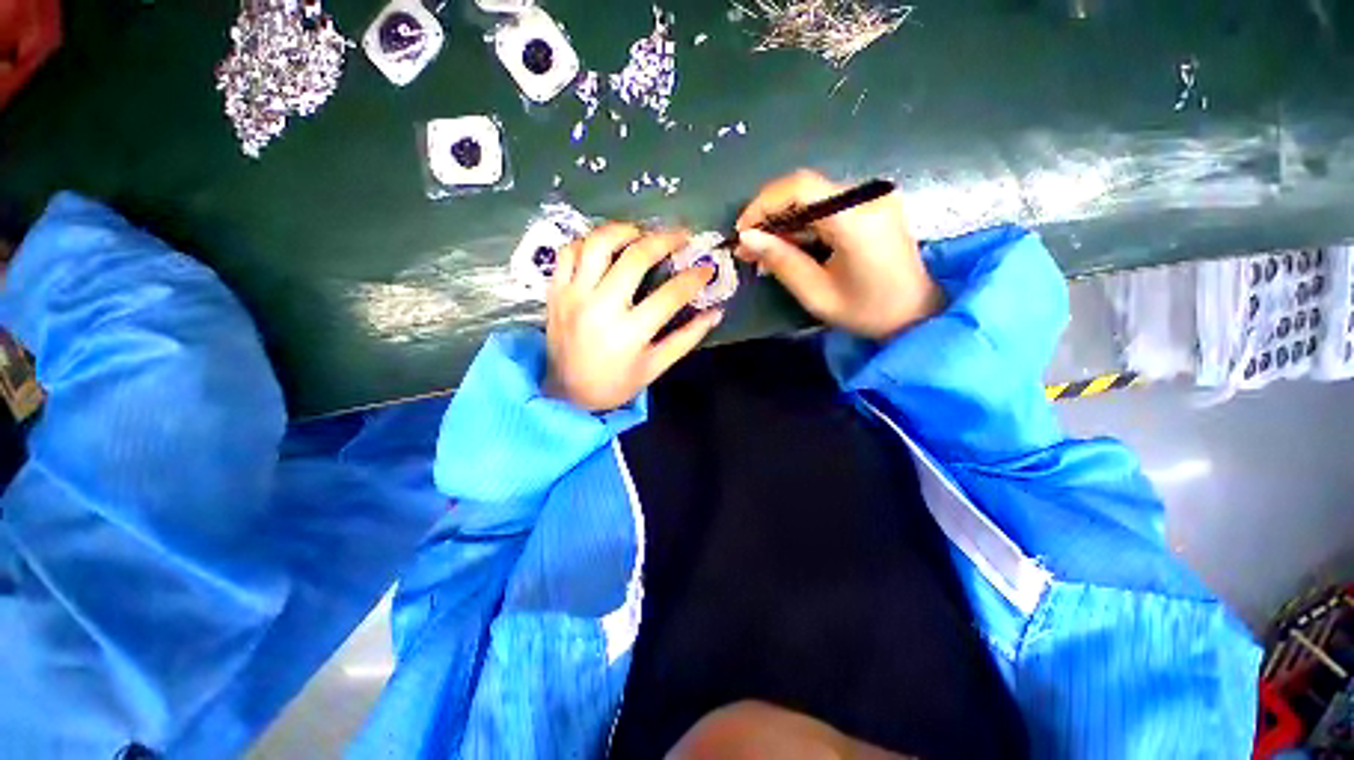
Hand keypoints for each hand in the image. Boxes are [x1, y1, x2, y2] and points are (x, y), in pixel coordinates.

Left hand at [545, 223, 722, 411]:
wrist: (566, 393)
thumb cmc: (615, 384)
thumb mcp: (655, 366)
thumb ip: (687, 338)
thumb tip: (716, 313)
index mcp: (630, 333)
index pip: (670, 295)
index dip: (694, 277)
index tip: (706, 268)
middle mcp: (601, 308)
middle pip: (635, 258)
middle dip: (665, 240)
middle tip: (681, 236)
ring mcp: (574, 296)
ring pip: (598, 244)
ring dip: (624, 230)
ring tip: (641, 233)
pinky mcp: (555, 291)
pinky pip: (569, 252)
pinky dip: (588, 242)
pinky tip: (605, 248)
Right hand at [735, 170, 944, 339]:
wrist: (915, 313)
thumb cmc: (865, 311)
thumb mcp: (816, 293)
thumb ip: (781, 261)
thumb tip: (746, 239)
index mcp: (857, 219)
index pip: (801, 188)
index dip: (764, 204)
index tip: (742, 231)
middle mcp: (868, 197)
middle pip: (805, 190)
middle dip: (770, 216)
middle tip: (747, 247)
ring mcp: (873, 198)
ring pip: (813, 197)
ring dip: (783, 221)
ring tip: (762, 251)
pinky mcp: (872, 205)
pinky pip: (827, 206)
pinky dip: (802, 224)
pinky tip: (787, 245)